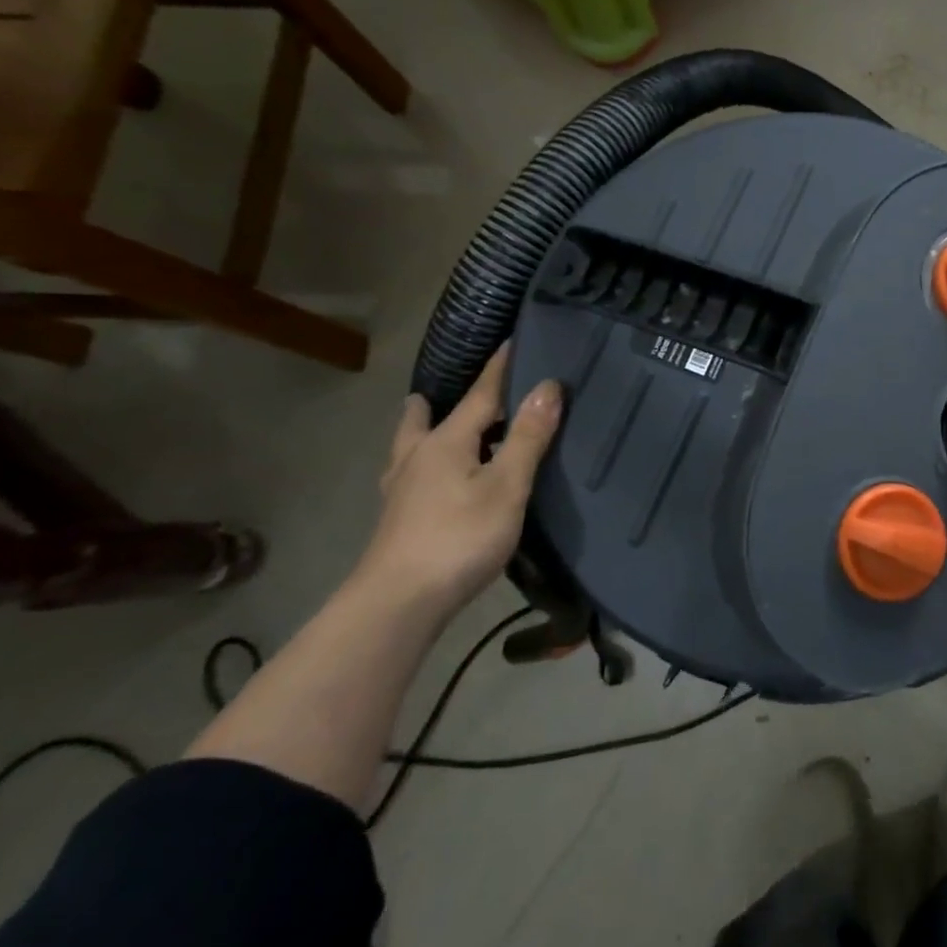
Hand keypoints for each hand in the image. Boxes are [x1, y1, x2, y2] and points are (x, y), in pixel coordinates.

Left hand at [363, 347, 563, 611]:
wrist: (397, 605)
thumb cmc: (459, 538)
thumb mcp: (506, 485)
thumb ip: (528, 437)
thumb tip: (548, 385)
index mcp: (446, 442)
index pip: (480, 394)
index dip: (500, 368)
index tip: (512, 341)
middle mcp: (418, 458)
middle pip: (424, 419)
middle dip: (434, 402)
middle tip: (438, 390)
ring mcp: (402, 492)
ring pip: (408, 449)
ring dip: (418, 431)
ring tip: (425, 425)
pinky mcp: (397, 521)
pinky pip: (409, 477)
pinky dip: (420, 465)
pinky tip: (427, 483)